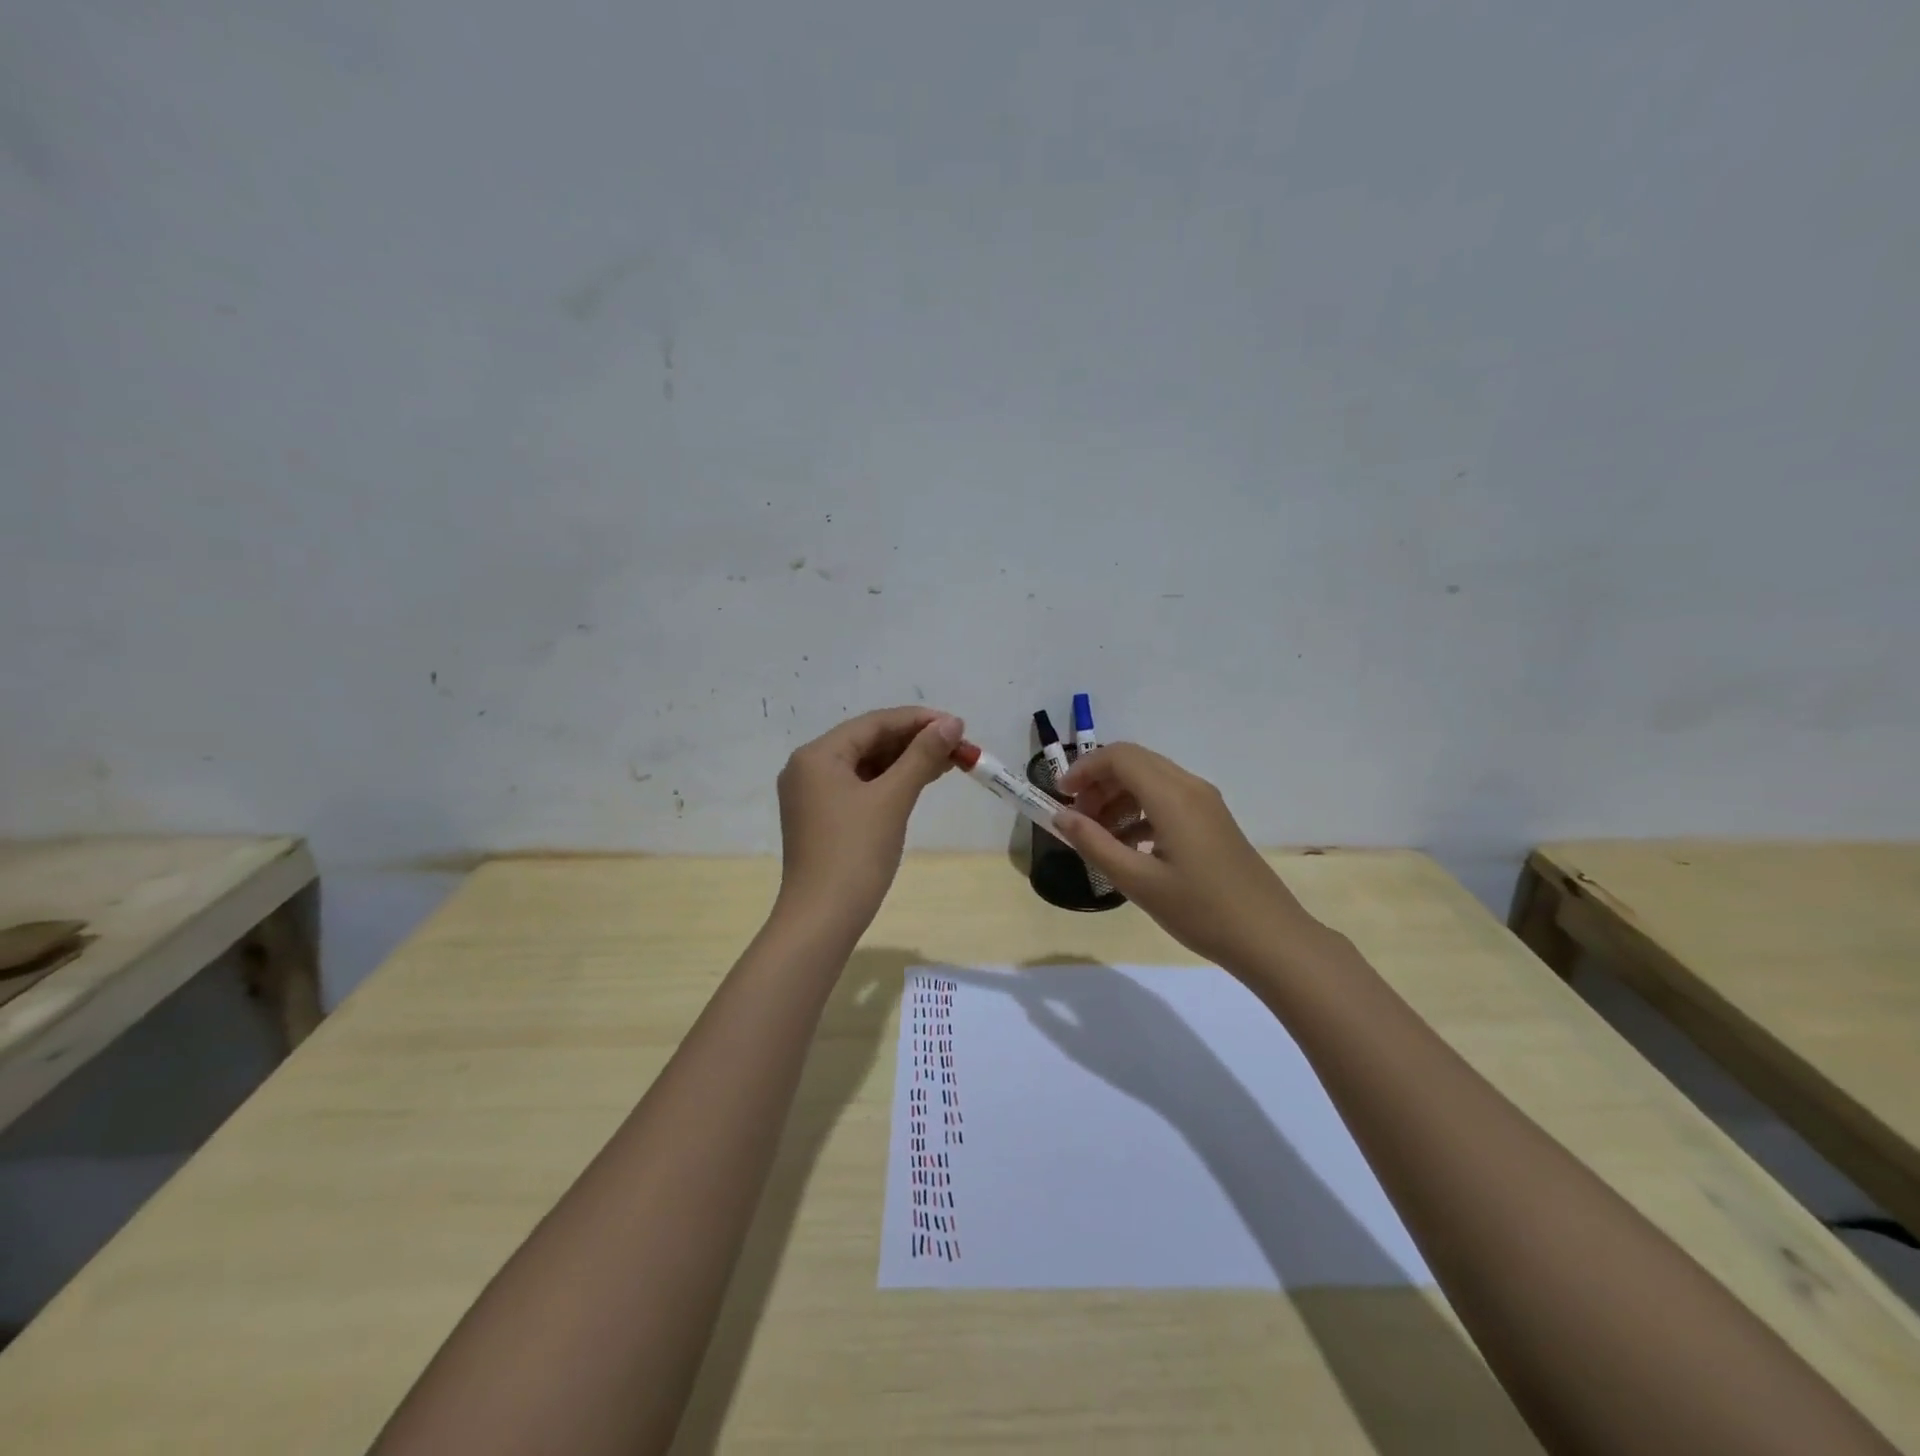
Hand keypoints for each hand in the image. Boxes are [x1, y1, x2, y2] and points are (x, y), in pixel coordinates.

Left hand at [774, 706, 964, 934]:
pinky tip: (919, 781)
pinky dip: (890, 782)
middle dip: (914, 741)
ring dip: (905, 761)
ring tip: (948, 761)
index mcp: (817, 755)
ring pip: (866, 765)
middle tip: (957, 745)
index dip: (918, 721)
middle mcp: (808, 768)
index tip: (957, 725)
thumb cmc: (856, 853)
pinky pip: (860, 787)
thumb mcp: (893, 799)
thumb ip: (922, 756)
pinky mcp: (822, 818)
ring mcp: (813, 795)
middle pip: (868, 741)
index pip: (874, 723)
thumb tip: (952, 723)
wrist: (822, 919)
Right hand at [1053, 743, 1331, 975]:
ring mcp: (1205, 803)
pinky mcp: (1212, 821)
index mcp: (1172, 796)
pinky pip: (1167, 799)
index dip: (1084, 769)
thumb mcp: (1138, 882)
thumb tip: (1060, 817)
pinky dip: (1139, 812)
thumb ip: (1094, 844)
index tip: (1060, 797)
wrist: (1270, 938)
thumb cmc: (1201, 911)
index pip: (1119, 757)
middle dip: (1098, 783)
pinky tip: (1128, 846)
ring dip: (1118, 798)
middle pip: (1134, 762)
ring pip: (1150, 780)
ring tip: (1098, 835)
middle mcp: (1190, 787)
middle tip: (1076, 818)